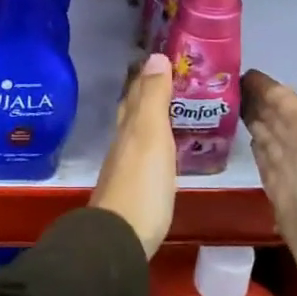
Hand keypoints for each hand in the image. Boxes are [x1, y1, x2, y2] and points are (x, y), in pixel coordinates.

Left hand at [92, 53, 176, 258]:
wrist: (120, 238)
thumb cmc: (141, 183)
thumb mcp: (150, 134)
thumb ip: (153, 98)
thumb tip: (156, 56)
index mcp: (129, 126)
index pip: (136, 92)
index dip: (149, 75)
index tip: (166, 59)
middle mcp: (123, 143)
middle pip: (133, 111)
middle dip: (149, 94)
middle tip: (174, 82)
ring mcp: (126, 168)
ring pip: (138, 133)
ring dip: (153, 119)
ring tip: (176, 111)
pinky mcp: (134, 190)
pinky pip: (145, 156)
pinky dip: (156, 145)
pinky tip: (166, 151)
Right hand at [242, 42, 296, 295]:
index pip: (284, 98)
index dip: (263, 83)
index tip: (231, 66)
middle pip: (275, 116)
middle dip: (252, 99)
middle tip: (214, 84)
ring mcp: (292, 173)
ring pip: (269, 138)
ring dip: (251, 121)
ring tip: (220, 106)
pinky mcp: (281, 195)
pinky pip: (265, 163)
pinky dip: (255, 149)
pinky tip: (243, 142)